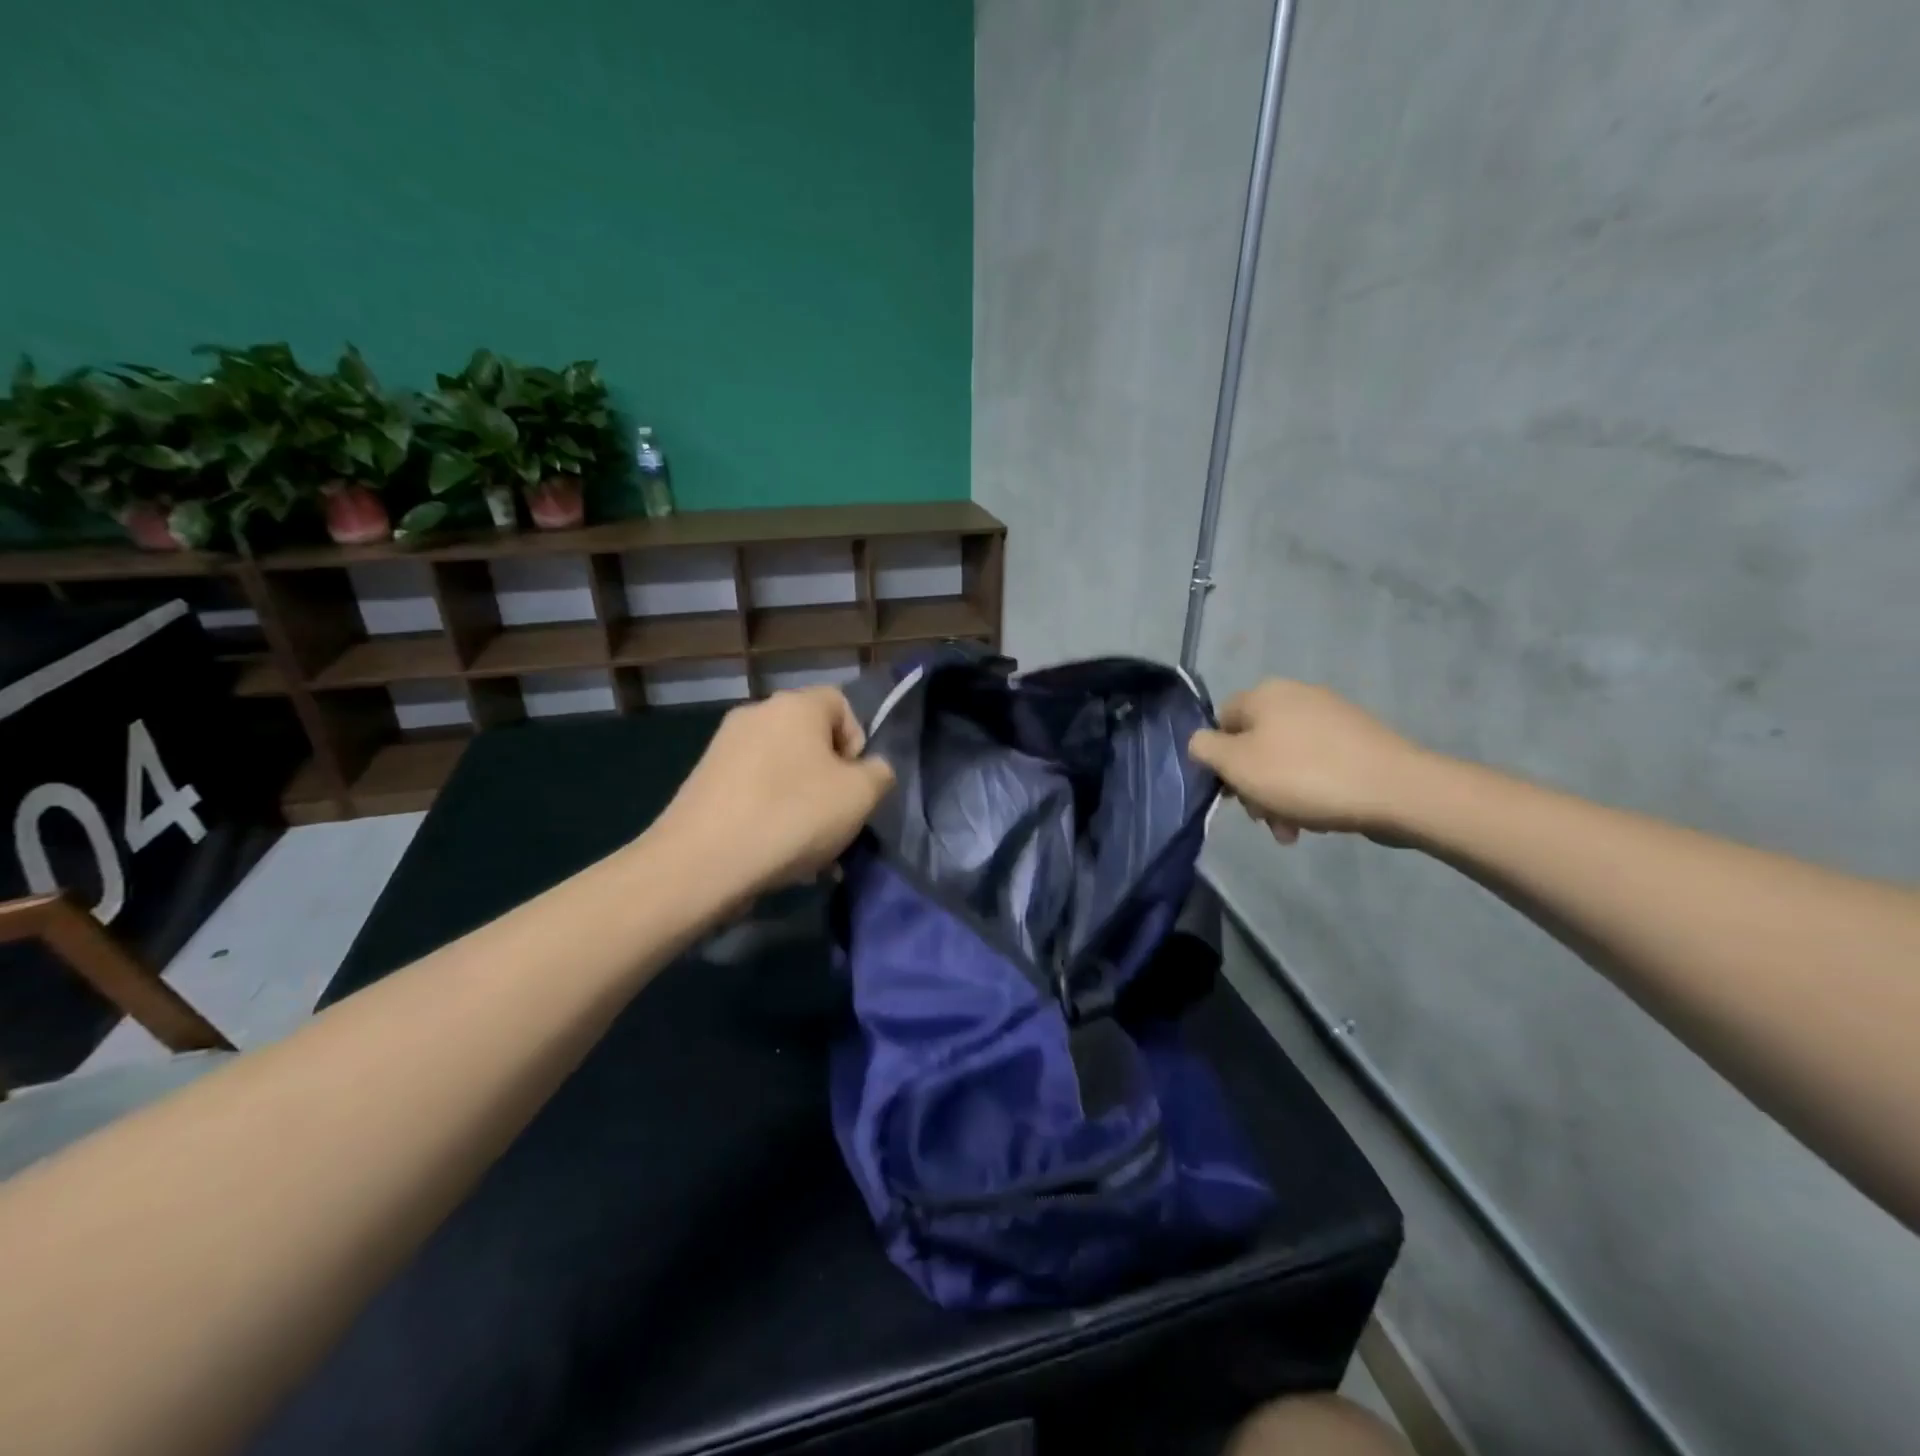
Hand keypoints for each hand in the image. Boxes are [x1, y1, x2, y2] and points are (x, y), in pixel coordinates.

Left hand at [653, 686, 896, 896]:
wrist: (701, 861)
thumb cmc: (792, 816)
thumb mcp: (860, 796)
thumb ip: (879, 774)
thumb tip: (871, 769)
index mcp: (796, 705)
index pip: (841, 704)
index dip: (857, 742)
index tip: (854, 784)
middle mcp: (757, 714)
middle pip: (810, 740)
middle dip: (829, 781)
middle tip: (834, 823)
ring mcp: (723, 747)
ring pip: (782, 771)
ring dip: (802, 804)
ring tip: (807, 851)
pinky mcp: (702, 780)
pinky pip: (753, 791)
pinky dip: (770, 815)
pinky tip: (774, 854)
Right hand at [1187, 680, 1432, 842]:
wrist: (1396, 789)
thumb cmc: (1304, 775)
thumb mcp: (1237, 765)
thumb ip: (1205, 749)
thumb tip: (1200, 743)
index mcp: (1264, 694)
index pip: (1220, 721)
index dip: (1218, 759)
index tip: (1231, 792)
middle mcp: (1296, 695)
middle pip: (1254, 743)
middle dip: (1252, 785)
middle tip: (1262, 817)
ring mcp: (1331, 716)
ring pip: (1285, 759)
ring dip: (1278, 796)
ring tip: (1291, 830)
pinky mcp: (1358, 739)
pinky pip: (1317, 764)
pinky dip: (1309, 790)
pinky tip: (1317, 818)